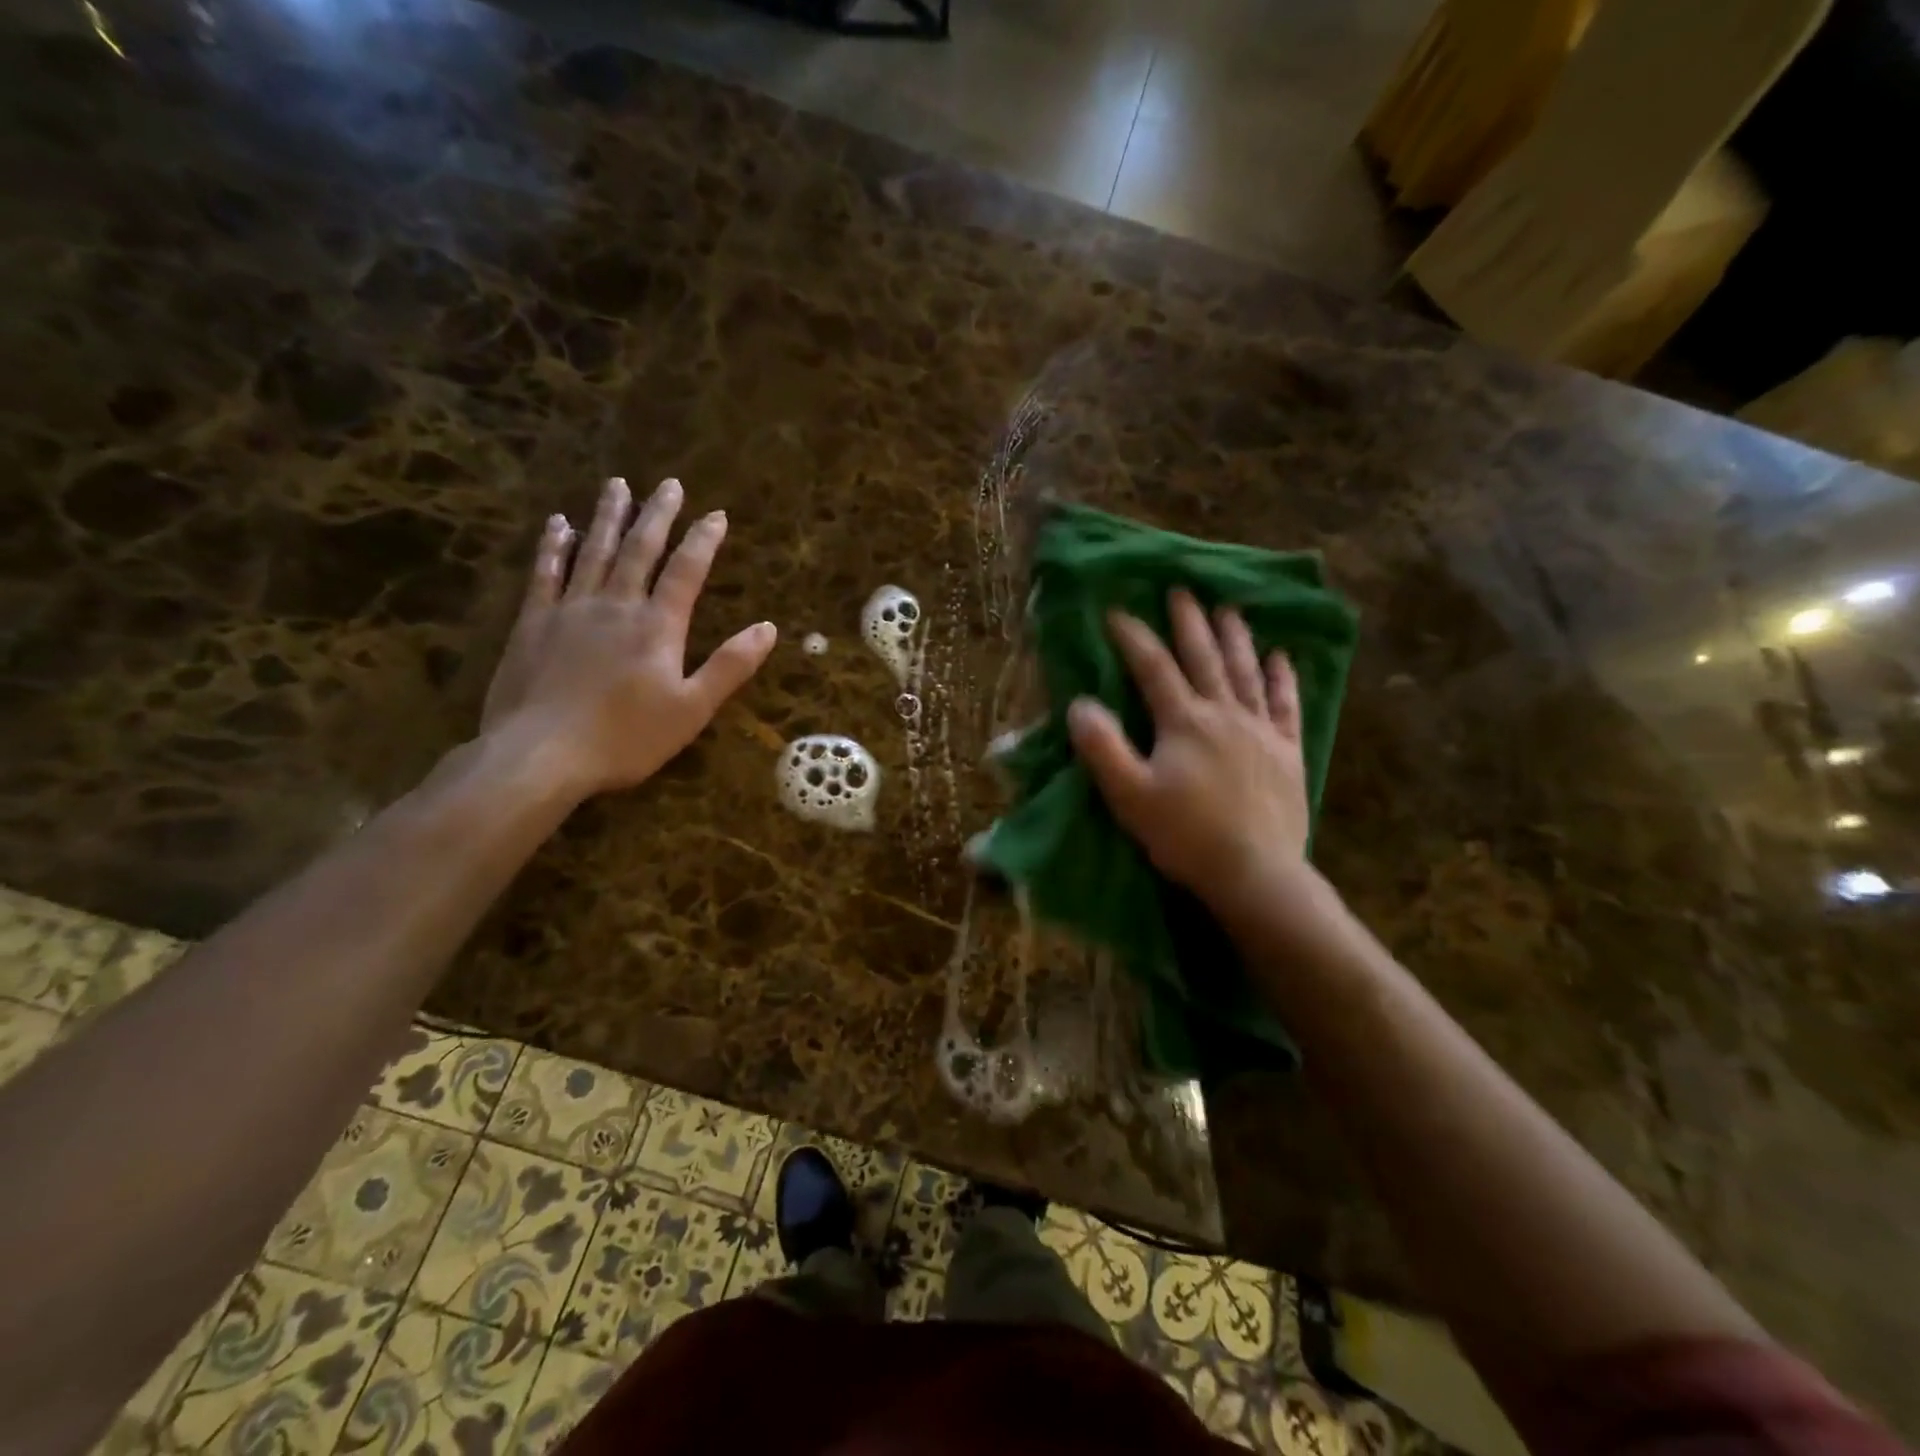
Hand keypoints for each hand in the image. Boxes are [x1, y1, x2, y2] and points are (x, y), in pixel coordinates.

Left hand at [481, 476, 776, 798]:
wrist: (540, 755)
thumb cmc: (626, 738)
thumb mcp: (692, 709)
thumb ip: (730, 666)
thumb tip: (768, 628)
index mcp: (658, 626)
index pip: (686, 572)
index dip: (703, 541)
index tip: (716, 514)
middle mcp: (616, 605)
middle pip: (640, 549)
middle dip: (657, 515)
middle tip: (668, 484)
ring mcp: (570, 609)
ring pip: (594, 550)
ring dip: (608, 516)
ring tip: (617, 485)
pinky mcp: (533, 622)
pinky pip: (545, 572)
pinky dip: (554, 545)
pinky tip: (560, 525)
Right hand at [1068, 590, 1318, 917]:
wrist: (1254, 872)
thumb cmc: (1185, 836)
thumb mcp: (1129, 795)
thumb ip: (1102, 747)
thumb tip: (1080, 703)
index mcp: (1184, 722)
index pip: (1154, 668)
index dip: (1134, 637)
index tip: (1117, 612)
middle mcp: (1224, 713)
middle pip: (1204, 658)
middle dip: (1189, 622)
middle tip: (1181, 591)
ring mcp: (1260, 730)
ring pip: (1246, 672)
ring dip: (1235, 638)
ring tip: (1228, 610)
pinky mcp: (1287, 752)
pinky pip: (1286, 705)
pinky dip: (1282, 678)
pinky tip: (1280, 657)